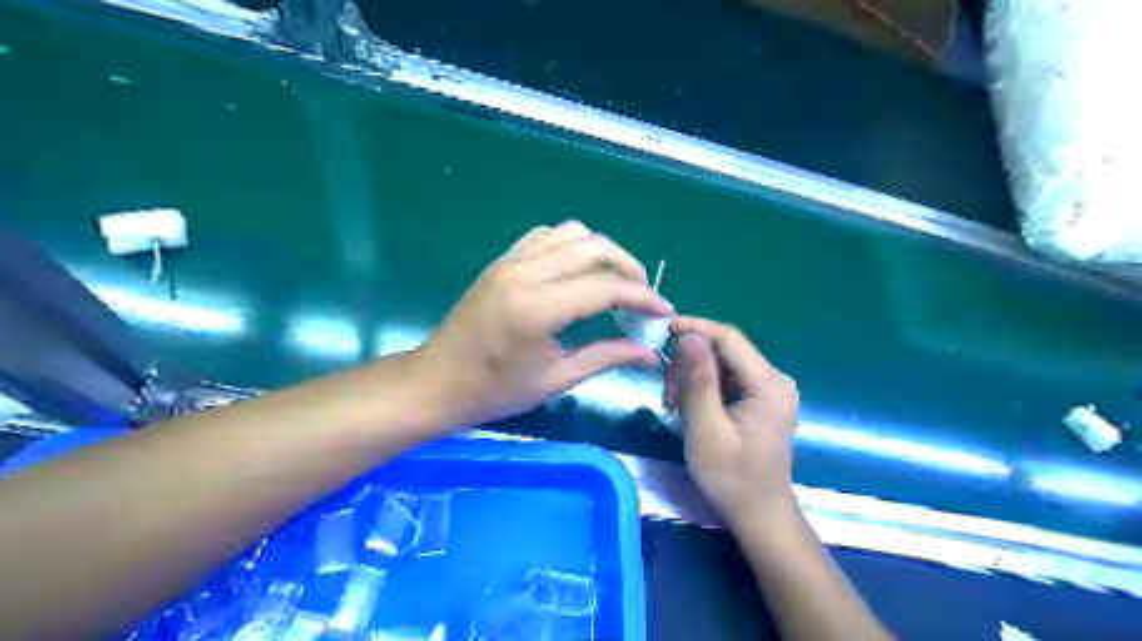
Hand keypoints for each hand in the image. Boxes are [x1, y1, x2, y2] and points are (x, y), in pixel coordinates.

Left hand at [412, 222, 670, 431]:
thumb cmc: (494, 391)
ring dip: (602, 251)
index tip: (665, 312)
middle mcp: (525, 273)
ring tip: (614, 282)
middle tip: (642, 297)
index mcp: (537, 308)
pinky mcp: (502, 260)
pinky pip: (546, 235)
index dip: (642, 297)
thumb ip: (606, 357)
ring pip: (572, 232)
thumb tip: (650, 352)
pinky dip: (572, 245)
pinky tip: (578, 272)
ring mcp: (510, 261)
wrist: (436, 382)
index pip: (605, 287)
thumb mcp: (555, 379)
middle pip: (594, 247)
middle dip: (629, 267)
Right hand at [665, 315, 796, 531]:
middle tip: (666, 394)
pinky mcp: (759, 400)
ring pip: (721, 365)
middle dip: (689, 363)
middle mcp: (774, 379)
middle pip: (724, 350)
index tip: (660, 329)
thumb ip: (698, 380)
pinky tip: (688, 408)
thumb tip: (688, 335)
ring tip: (674, 407)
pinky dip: (703, 389)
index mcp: (768, 384)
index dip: (694, 327)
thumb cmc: (732, 478)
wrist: (759, 516)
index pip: (728, 338)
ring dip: (692, 378)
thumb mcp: (707, 429)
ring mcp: (768, 390)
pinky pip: (726, 380)